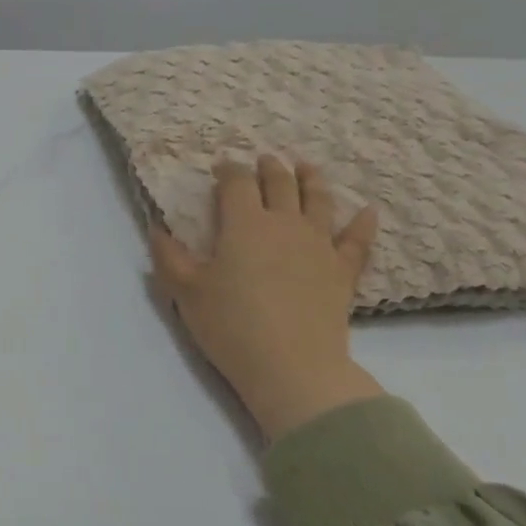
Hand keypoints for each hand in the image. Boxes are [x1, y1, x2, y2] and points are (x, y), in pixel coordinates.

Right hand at [150, 156, 383, 439]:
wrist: (291, 365)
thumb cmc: (231, 325)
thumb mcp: (186, 292)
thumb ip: (169, 257)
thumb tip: (156, 229)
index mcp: (244, 224)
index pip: (237, 184)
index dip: (229, 170)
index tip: (222, 166)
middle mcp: (284, 224)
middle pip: (280, 184)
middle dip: (270, 168)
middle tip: (265, 160)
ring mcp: (319, 245)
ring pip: (319, 201)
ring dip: (312, 180)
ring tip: (307, 167)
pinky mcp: (343, 271)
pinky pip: (356, 240)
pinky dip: (363, 224)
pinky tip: (369, 211)